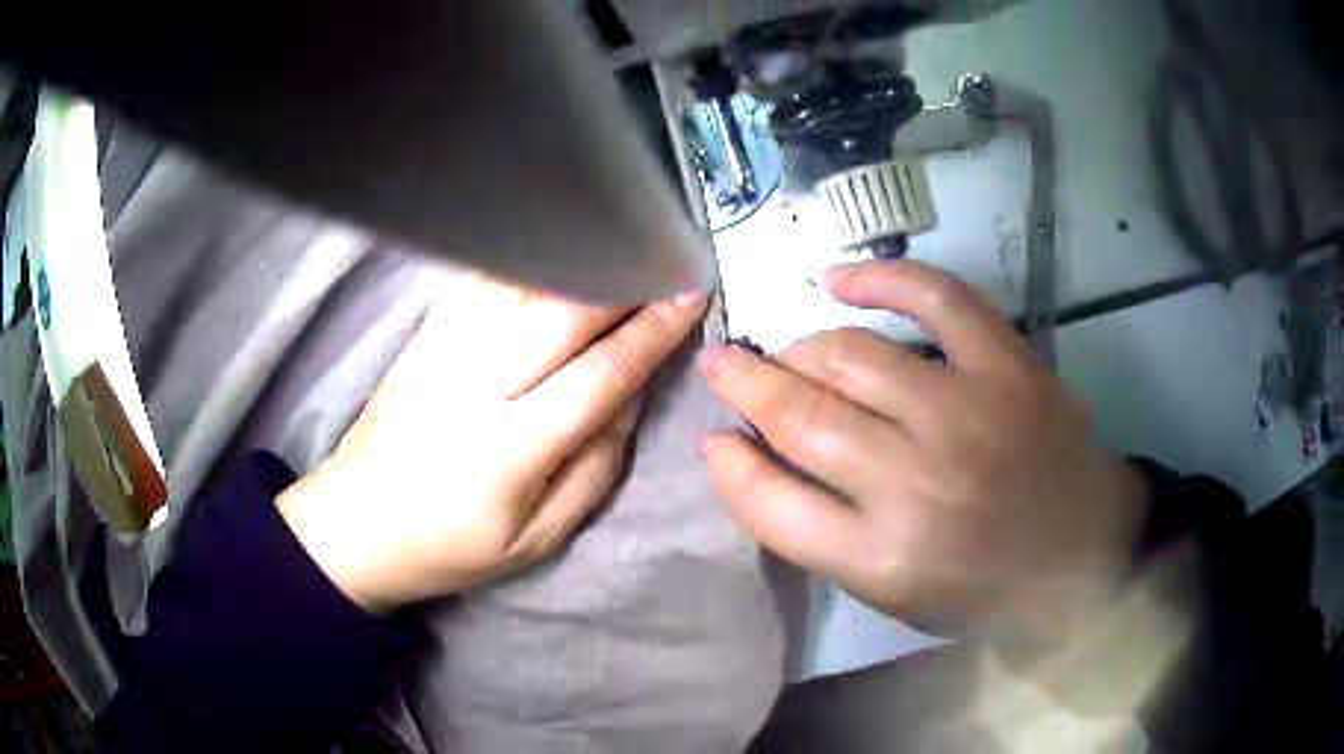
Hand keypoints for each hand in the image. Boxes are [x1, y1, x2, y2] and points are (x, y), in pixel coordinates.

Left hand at [278, 275, 706, 612]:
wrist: (355, 522)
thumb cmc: (450, 545)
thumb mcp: (535, 538)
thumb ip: (593, 468)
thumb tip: (632, 395)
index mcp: (507, 451)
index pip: (598, 375)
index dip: (651, 333)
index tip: (691, 297)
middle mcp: (472, 385)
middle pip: (561, 313)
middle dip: (625, 280)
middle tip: (670, 257)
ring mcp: (440, 351)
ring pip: (522, 285)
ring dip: (581, 260)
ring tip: (626, 245)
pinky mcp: (423, 336)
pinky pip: (483, 281)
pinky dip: (529, 259)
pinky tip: (559, 246)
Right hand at [700, 260, 1146, 646]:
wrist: (1084, 556)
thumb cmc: (983, 588)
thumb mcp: (890, 594)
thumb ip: (820, 533)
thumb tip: (754, 458)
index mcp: (881, 557)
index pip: (769, 501)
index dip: (729, 465)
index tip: (715, 439)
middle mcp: (914, 482)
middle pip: (800, 415)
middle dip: (744, 384)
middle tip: (724, 367)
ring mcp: (965, 412)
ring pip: (849, 353)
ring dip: (799, 346)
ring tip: (786, 351)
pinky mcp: (1007, 365)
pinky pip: (934, 298)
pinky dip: (879, 279)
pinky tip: (839, 281)